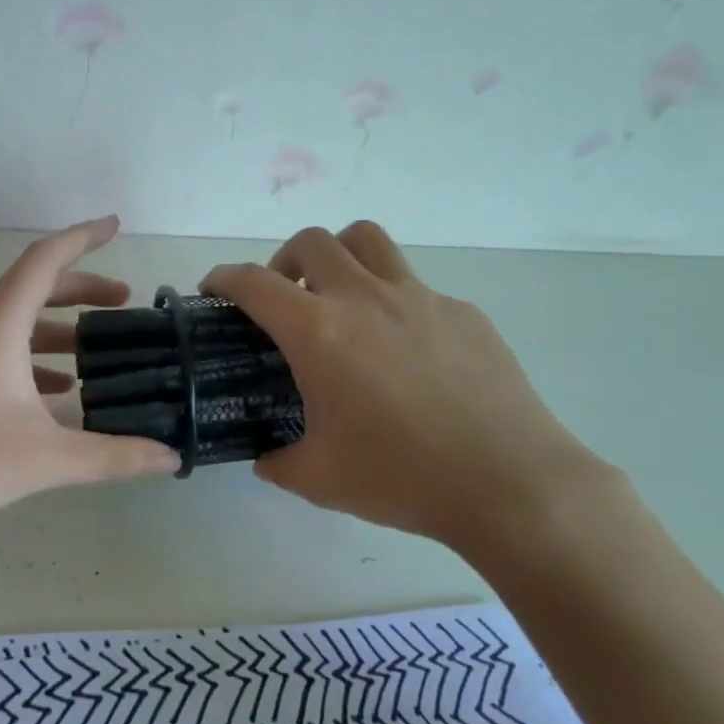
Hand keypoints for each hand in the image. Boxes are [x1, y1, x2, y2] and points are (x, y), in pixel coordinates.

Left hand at [0, 216, 179, 528]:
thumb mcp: (45, 458)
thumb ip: (112, 457)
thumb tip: (169, 457)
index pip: (44, 261)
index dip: (82, 238)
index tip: (115, 226)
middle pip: (34, 290)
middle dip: (82, 289)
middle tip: (124, 302)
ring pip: (18, 325)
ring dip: (59, 329)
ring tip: (97, 354)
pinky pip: (2, 353)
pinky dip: (35, 360)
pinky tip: (57, 396)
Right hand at [201, 222, 604, 550]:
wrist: (510, 483)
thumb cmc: (401, 477)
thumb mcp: (317, 479)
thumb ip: (277, 460)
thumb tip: (267, 456)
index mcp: (319, 332)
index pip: (254, 283)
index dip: (224, 278)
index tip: (214, 289)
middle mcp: (365, 299)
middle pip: (312, 242)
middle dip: (282, 261)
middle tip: (283, 300)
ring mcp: (420, 298)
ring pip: (367, 240)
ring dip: (339, 256)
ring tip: (338, 297)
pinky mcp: (463, 312)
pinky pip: (415, 285)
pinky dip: (392, 299)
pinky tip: (404, 350)